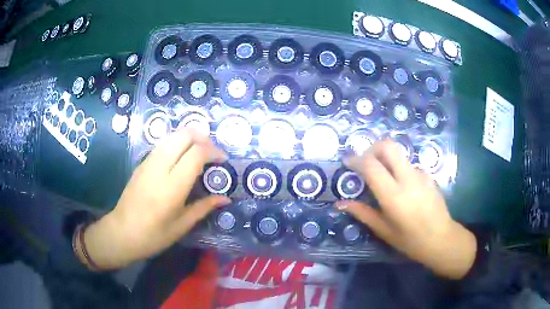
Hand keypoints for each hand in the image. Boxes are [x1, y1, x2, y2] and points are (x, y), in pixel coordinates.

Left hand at [78, 128, 230, 269]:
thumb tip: (226, 198)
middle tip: (212, 153)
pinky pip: (163, 144)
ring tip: (199, 154)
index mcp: (172, 186)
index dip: (213, 152)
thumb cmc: (154, 235)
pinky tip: (182, 158)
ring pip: (173, 135)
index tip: (223, 160)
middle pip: (184, 135)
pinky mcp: (142, 163)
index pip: (196, 153)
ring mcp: (148, 162)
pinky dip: (177, 143)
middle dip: (203, 138)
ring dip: (190, 138)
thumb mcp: (182, 225)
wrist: (122, 232)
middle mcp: (160, 167)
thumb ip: (204, 207)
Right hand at [337, 140, 476, 278]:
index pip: (371, 165)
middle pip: (388, 146)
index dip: (356, 159)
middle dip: (372, 148)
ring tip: (382, 177)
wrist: (441, 239)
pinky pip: (409, 165)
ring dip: (386, 159)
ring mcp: (420, 174)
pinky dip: (399, 169)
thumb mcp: (384, 230)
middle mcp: (407, 178)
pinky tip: (401, 187)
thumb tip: (341, 204)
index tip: (348, 162)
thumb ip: (363, 213)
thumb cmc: (410, 240)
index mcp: (393, 195)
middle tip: (365, 161)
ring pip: (399, 154)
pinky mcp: (428, 175)